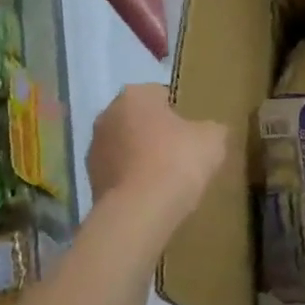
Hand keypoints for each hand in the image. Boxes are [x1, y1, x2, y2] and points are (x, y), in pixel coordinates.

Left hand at [85, 85, 228, 216]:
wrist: (140, 210)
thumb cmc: (178, 162)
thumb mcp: (213, 139)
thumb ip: (212, 128)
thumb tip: (207, 131)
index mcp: (136, 95)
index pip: (162, 94)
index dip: (181, 113)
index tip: (194, 133)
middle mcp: (107, 114)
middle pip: (141, 120)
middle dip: (158, 133)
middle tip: (183, 154)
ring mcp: (94, 147)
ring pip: (127, 146)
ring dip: (142, 156)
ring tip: (167, 179)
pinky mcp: (91, 178)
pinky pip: (120, 172)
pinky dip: (133, 178)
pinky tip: (152, 194)